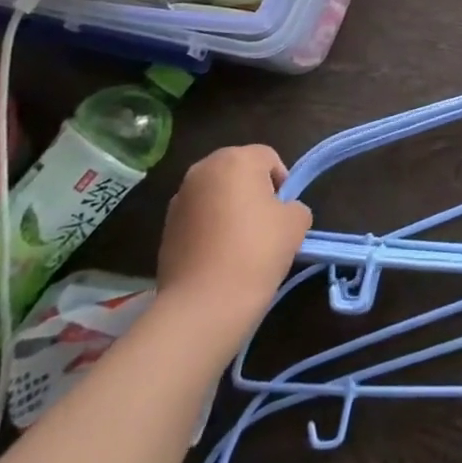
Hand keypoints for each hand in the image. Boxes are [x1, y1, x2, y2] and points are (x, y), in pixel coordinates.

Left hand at [156, 145, 311, 340]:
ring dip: (228, 208)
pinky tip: (218, 256)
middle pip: (237, 170)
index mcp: (236, 160)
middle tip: (265, 223)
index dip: (282, 182)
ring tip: (240, 243)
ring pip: (215, 194)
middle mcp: (203, 170)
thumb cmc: (256, 252)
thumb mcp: (296, 224)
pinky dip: (209, 228)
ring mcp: (179, 199)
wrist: (203, 305)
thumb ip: (295, 206)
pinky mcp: (165, 227)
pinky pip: (197, 217)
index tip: (284, 212)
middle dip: (252, 190)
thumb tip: (283, 212)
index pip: (268, 158)